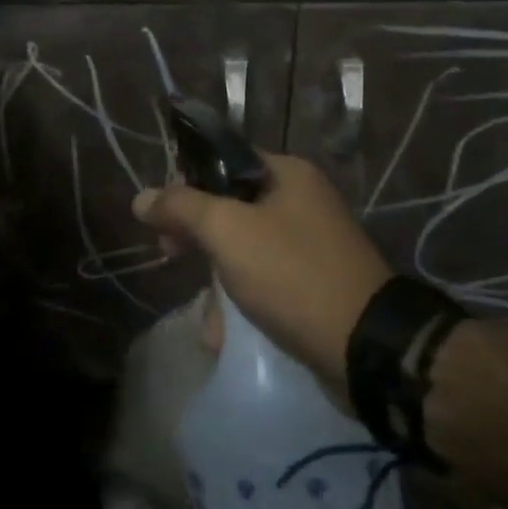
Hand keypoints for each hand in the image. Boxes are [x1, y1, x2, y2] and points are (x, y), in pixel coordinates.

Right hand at [133, 153, 391, 392]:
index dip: (186, 184)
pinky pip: (264, 282)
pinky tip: (226, 333)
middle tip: (170, 255)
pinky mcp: (313, 285)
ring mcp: (310, 245)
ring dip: (217, 281)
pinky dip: (242, 303)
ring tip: (209, 317)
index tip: (162, 216)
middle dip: (196, 237)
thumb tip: (141, 198)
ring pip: (243, 250)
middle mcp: (301, 201)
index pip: (223, 162)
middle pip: (229, 207)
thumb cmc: (291, 273)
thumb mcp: (227, 231)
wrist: (366, 346)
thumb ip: (181, 208)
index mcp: (287, 174)